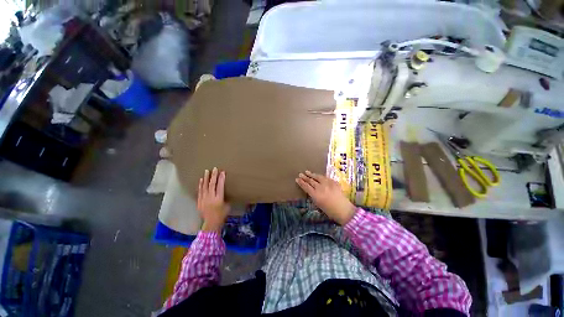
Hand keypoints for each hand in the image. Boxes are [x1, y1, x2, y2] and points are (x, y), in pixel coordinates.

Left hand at [198, 168, 229, 232]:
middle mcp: (210, 198)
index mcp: (219, 199)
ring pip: (204, 187)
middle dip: (213, 176)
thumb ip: (225, 197)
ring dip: (206, 178)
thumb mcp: (227, 205)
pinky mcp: (199, 201)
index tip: (222, 172)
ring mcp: (203, 199)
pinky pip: (200, 191)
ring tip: (206, 171)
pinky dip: (200, 185)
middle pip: (212, 185)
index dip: (221, 178)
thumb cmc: (222, 214)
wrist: (211, 223)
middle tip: (214, 168)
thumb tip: (223, 191)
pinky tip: (201, 180)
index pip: (220, 186)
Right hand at [295, 171, 355, 225]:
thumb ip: (313, 196)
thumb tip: (310, 190)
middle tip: (300, 174)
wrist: (344, 210)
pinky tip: (318, 176)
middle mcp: (320, 188)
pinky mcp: (334, 182)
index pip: (306, 187)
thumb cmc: (330, 211)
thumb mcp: (318, 205)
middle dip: (305, 177)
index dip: (301, 182)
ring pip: (318, 177)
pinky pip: (325, 178)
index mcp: (315, 195)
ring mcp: (328, 184)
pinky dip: (321, 177)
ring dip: (312, 174)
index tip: (297, 179)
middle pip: (311, 181)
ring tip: (307, 172)